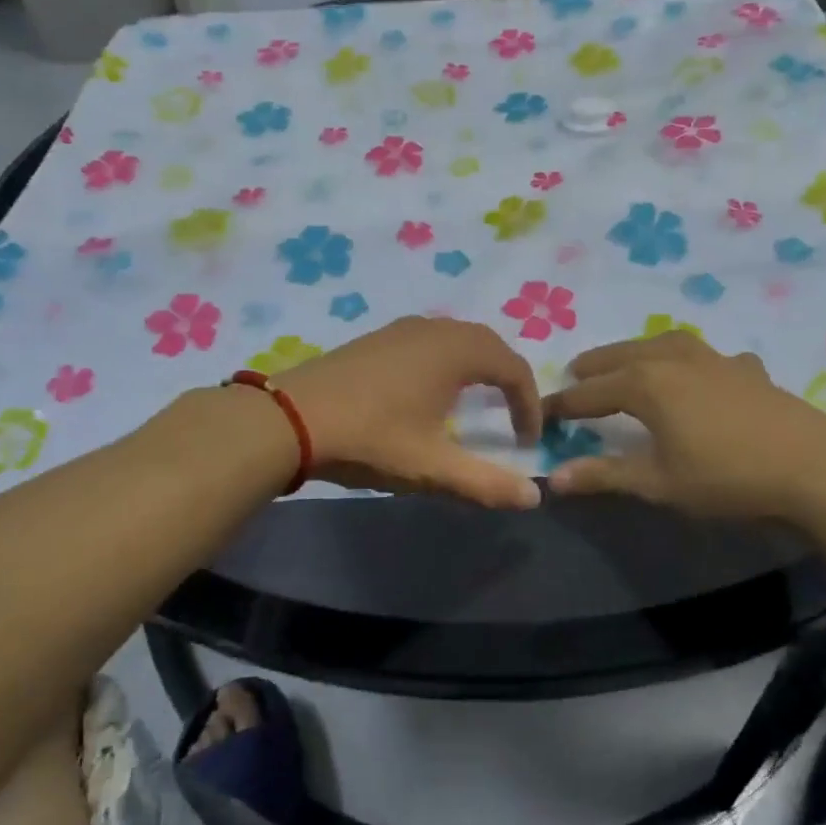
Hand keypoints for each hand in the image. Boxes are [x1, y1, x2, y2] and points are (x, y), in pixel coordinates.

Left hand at [274, 316, 543, 509]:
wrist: (290, 418)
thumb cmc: (371, 438)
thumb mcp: (432, 467)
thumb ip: (486, 483)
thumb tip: (535, 496)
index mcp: (456, 351)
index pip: (513, 368)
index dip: (529, 403)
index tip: (528, 440)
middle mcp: (433, 329)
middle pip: (488, 344)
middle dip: (507, 378)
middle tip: (512, 414)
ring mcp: (400, 329)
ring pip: (455, 339)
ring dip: (476, 366)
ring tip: (477, 403)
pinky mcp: (375, 338)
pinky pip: (428, 341)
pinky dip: (445, 361)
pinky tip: (429, 392)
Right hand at [541, 330, 825, 519]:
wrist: (813, 466)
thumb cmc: (726, 476)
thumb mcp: (658, 483)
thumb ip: (604, 475)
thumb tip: (553, 478)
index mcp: (646, 383)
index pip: (590, 391)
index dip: (564, 403)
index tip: (543, 412)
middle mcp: (674, 359)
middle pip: (622, 356)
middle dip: (595, 366)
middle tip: (576, 373)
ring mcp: (714, 359)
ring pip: (662, 344)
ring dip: (636, 351)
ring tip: (627, 361)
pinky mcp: (746, 368)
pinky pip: (705, 355)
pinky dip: (688, 359)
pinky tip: (699, 374)